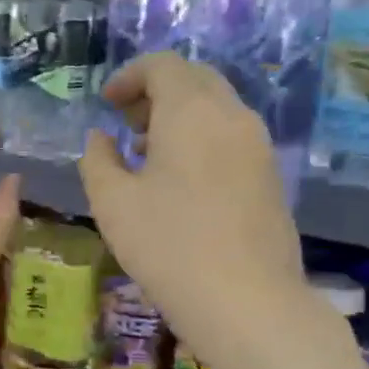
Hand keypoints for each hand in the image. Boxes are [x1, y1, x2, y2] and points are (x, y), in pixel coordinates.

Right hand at [80, 53, 305, 362]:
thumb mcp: (112, 203)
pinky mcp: (270, 175)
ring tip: (147, 153)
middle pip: (194, 79)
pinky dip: (202, 137)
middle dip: (156, 91)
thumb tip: (101, 138)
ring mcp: (258, 145)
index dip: (129, 77)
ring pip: (216, 107)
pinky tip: (181, 180)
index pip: (163, 65)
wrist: (248, 302)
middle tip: (125, 123)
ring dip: (180, 115)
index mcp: (192, 111)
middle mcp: (232, 115)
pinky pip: (231, 135)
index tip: (106, 103)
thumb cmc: (169, 246)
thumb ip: (98, 160)